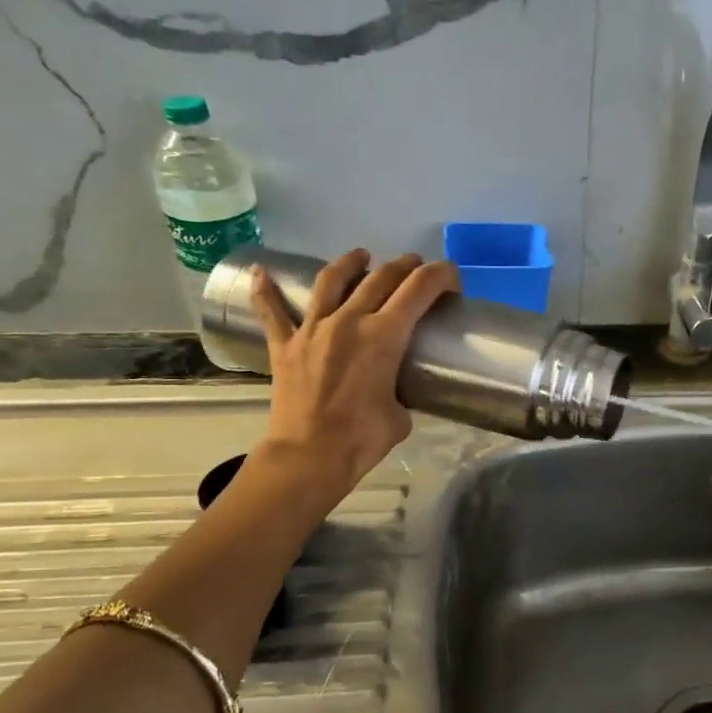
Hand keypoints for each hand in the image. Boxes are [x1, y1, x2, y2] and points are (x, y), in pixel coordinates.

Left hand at [246, 248, 459, 499]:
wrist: (309, 456)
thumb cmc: (362, 439)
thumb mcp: (400, 415)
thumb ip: (398, 391)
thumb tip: (391, 390)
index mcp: (384, 336)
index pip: (419, 289)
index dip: (440, 276)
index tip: (451, 279)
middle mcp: (349, 321)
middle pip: (381, 278)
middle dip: (404, 267)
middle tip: (416, 267)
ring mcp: (312, 329)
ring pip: (331, 281)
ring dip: (350, 263)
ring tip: (361, 256)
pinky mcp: (284, 345)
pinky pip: (272, 311)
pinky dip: (265, 290)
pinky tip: (261, 271)